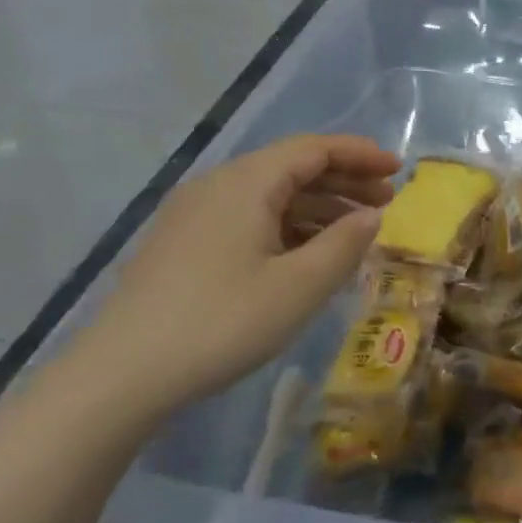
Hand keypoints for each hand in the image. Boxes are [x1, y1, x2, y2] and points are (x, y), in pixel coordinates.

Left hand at [72, 135, 397, 421]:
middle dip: (343, 180)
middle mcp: (217, 186)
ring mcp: (194, 215)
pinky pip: (248, 219)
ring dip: (317, 206)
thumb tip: (370, 216)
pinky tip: (307, 254)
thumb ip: (345, 244)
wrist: (124, 373)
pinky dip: (287, 227)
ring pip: (269, 195)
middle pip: (290, 167)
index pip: (312, 149)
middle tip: (386, 203)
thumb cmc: (223, 322)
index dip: (359, 154)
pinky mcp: (183, 244)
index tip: (398, 170)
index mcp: (246, 183)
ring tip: (355, 230)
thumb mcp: (300, 286)